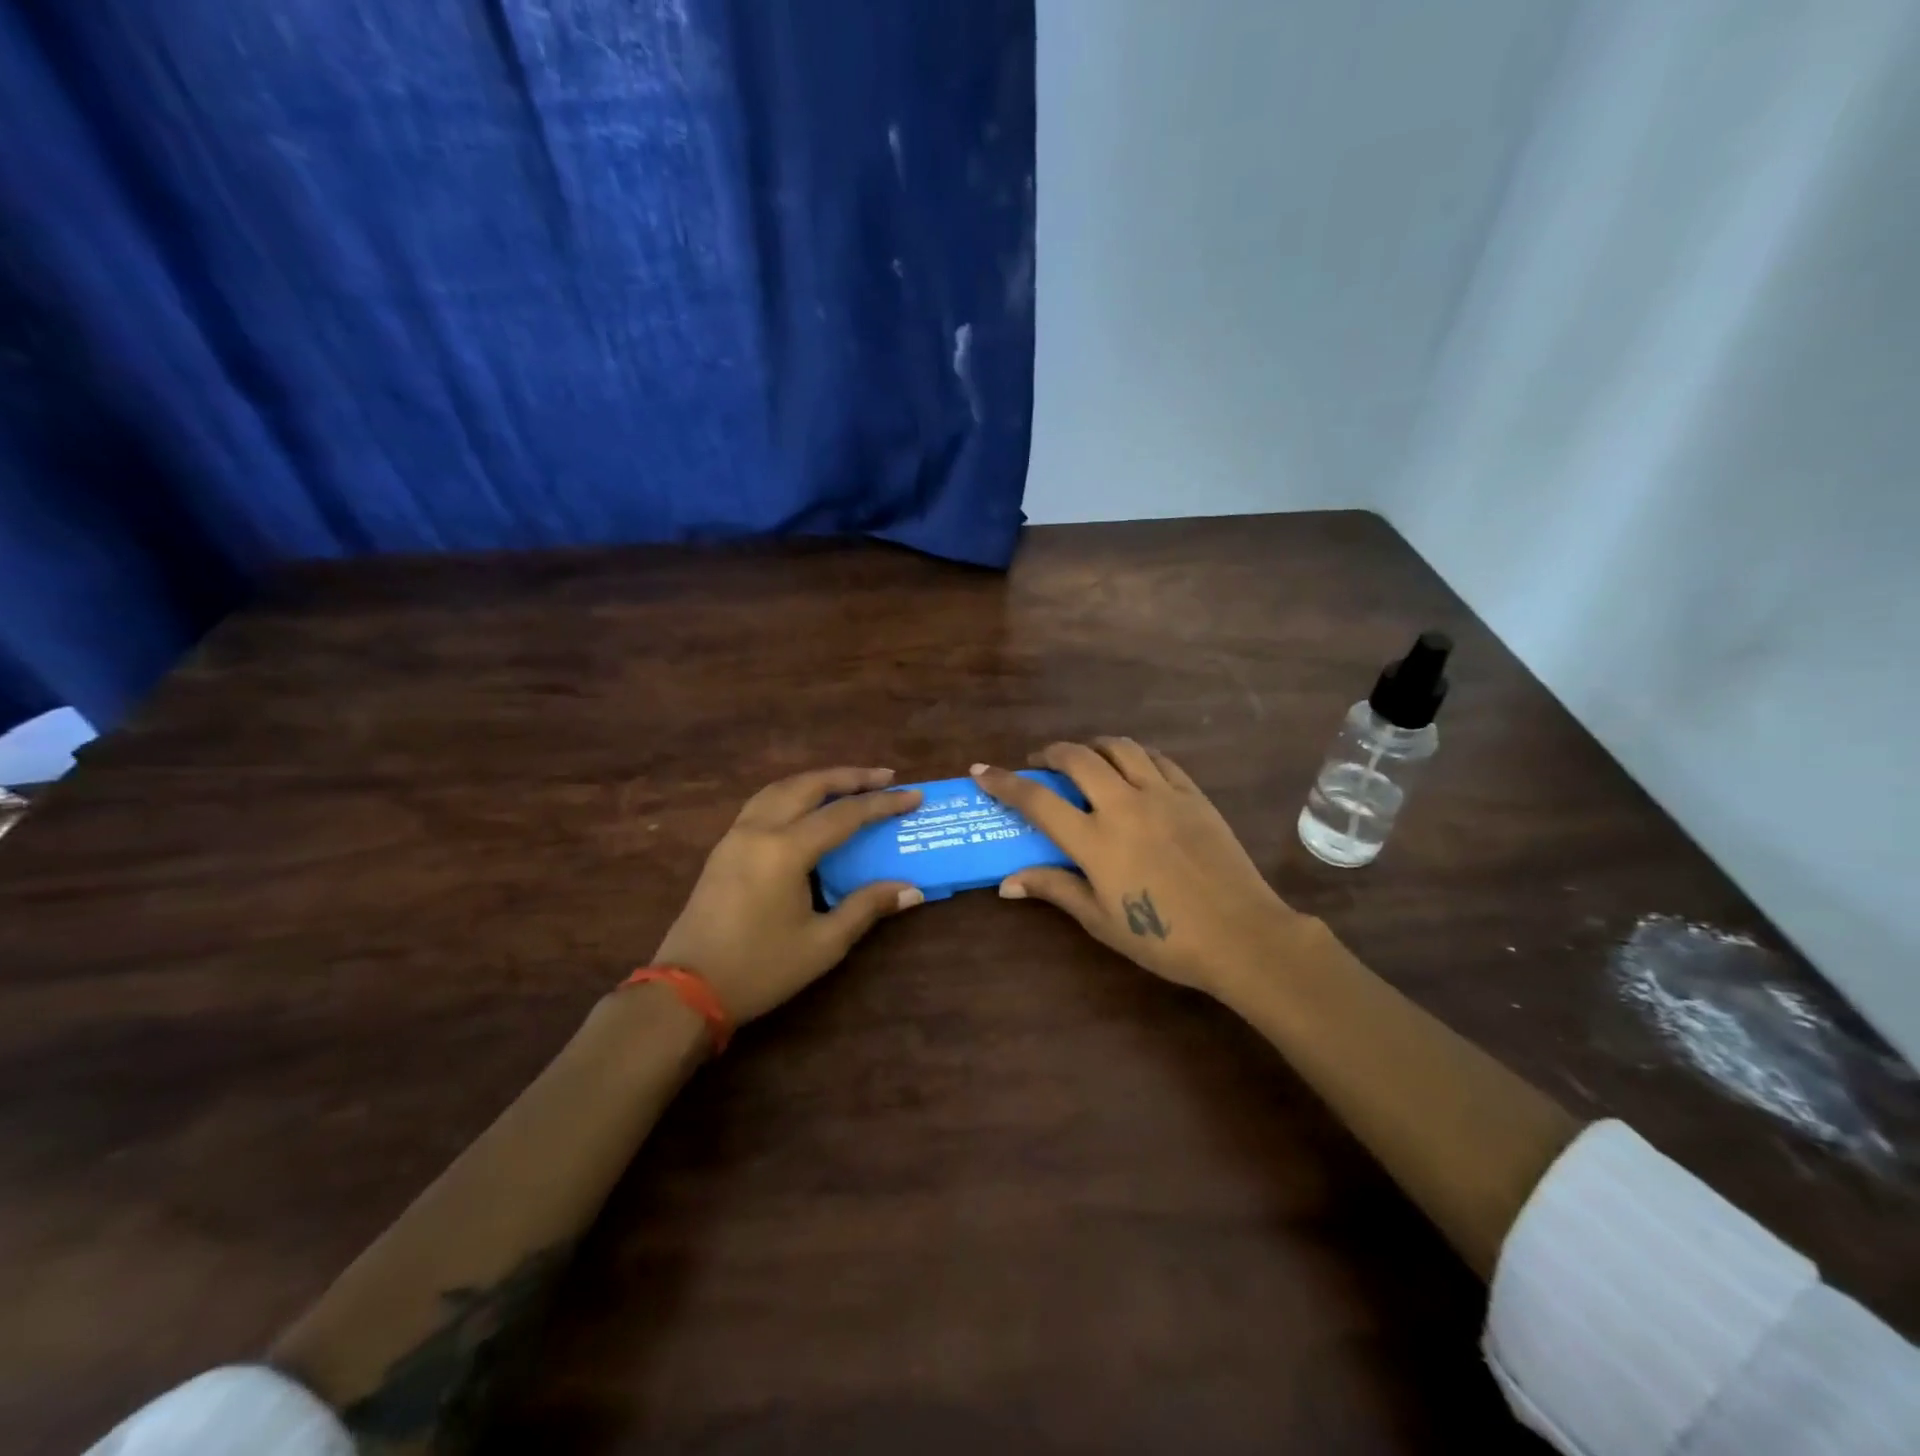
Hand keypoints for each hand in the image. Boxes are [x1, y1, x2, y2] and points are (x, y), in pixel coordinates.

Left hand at [651, 767, 924, 1023]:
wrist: (686, 991)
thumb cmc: (760, 969)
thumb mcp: (823, 944)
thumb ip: (866, 907)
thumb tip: (912, 889)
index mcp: (785, 850)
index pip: (844, 815)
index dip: (882, 804)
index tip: (914, 797)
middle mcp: (758, 830)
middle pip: (808, 785)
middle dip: (850, 776)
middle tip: (885, 777)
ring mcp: (735, 836)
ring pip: (780, 788)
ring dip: (817, 780)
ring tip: (848, 783)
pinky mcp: (722, 848)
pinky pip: (762, 802)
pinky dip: (792, 793)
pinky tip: (805, 806)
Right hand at [973, 741, 1301, 997]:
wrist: (1240, 934)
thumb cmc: (1163, 937)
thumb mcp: (1100, 919)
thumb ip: (1054, 889)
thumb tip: (1006, 883)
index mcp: (1094, 839)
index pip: (1036, 800)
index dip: (1004, 782)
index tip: (981, 769)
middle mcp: (1123, 804)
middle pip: (1077, 757)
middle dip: (1050, 753)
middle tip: (1041, 762)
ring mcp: (1162, 794)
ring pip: (1119, 747)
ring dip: (1093, 746)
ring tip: (1085, 759)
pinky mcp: (1192, 794)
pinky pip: (1158, 758)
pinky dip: (1134, 755)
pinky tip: (1132, 768)